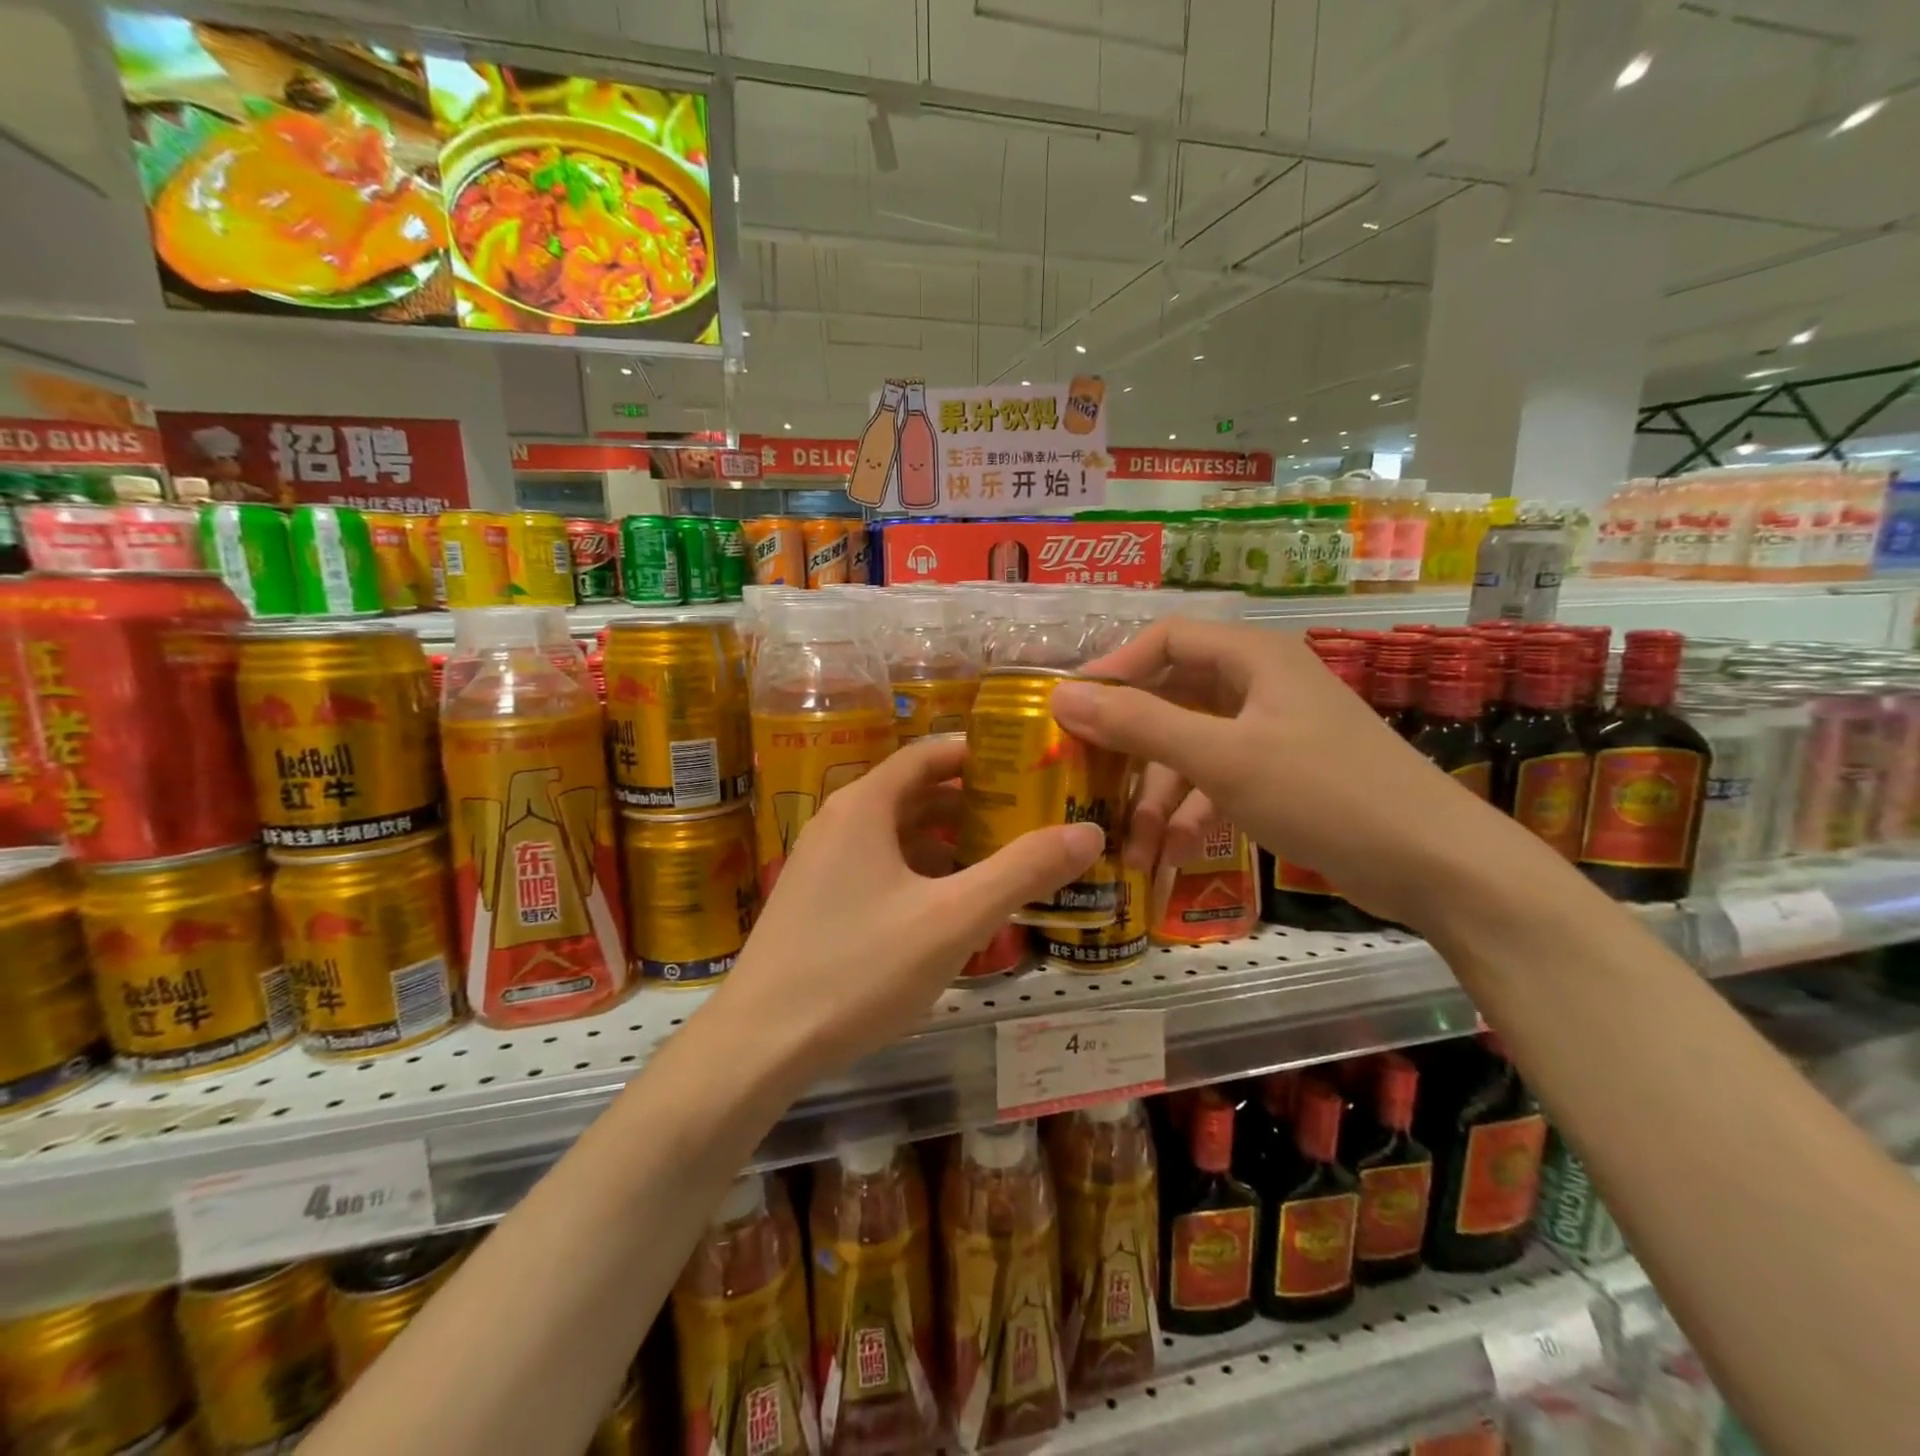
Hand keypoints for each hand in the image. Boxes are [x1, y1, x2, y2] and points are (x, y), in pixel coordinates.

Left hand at [705, 735, 1103, 1082]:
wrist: (759, 1044)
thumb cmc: (858, 969)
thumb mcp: (953, 919)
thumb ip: (1022, 872)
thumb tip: (1089, 832)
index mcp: (864, 806)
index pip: (927, 754)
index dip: (977, 753)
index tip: (1026, 762)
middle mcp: (838, 822)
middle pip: (913, 793)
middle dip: (970, 801)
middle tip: (1027, 814)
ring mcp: (821, 863)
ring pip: (896, 835)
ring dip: (946, 841)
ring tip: (1000, 858)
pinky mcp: (816, 901)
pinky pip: (878, 867)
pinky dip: (919, 872)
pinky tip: (949, 906)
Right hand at [1054, 619, 1504, 927]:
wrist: (1435, 866)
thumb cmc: (1325, 794)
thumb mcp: (1222, 758)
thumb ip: (1140, 724)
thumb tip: (1062, 696)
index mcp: (1252, 657)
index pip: (1164, 640)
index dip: (1113, 670)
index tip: (1068, 710)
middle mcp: (1259, 684)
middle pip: (1172, 698)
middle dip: (1129, 746)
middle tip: (1086, 779)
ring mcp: (1271, 732)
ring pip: (1191, 749)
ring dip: (1158, 797)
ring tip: (1129, 848)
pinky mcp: (1281, 775)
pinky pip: (1217, 781)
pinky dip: (1192, 814)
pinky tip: (1169, 856)